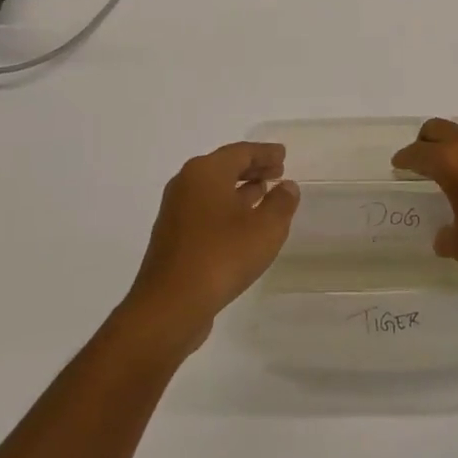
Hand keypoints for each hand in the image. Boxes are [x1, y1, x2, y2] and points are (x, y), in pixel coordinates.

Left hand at [124, 142, 298, 347]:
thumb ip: (281, 203)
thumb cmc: (222, 256)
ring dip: (240, 189)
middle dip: (252, 168)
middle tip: (278, 171)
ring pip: (214, 189)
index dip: (265, 153)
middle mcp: (186, 184)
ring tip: (264, 193)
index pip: (241, 152)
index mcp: (206, 172)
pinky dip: (226, 208)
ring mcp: (176, 211)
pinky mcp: (173, 237)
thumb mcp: (265, 228)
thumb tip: (287, 187)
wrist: (170, 305)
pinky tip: (243, 224)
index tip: (283, 154)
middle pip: (224, 167)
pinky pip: (206, 210)